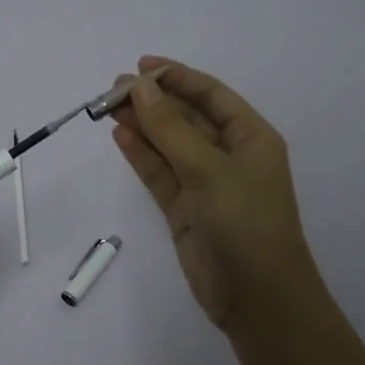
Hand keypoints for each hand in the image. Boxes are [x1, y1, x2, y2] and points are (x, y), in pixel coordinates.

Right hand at [110, 57, 325, 337]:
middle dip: (153, 101)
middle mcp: (228, 155)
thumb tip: (139, 88)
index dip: (177, 78)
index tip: (141, 66)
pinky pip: (159, 173)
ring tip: (108, 108)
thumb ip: (170, 129)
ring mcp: (204, 183)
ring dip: (142, 126)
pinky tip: (120, 136)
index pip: (211, 96)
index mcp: (250, 138)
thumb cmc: (245, 223)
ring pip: (168, 145)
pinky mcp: (184, 209)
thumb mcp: (209, 170)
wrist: (257, 297)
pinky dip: (141, 155)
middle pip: (186, 118)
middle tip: (113, 90)